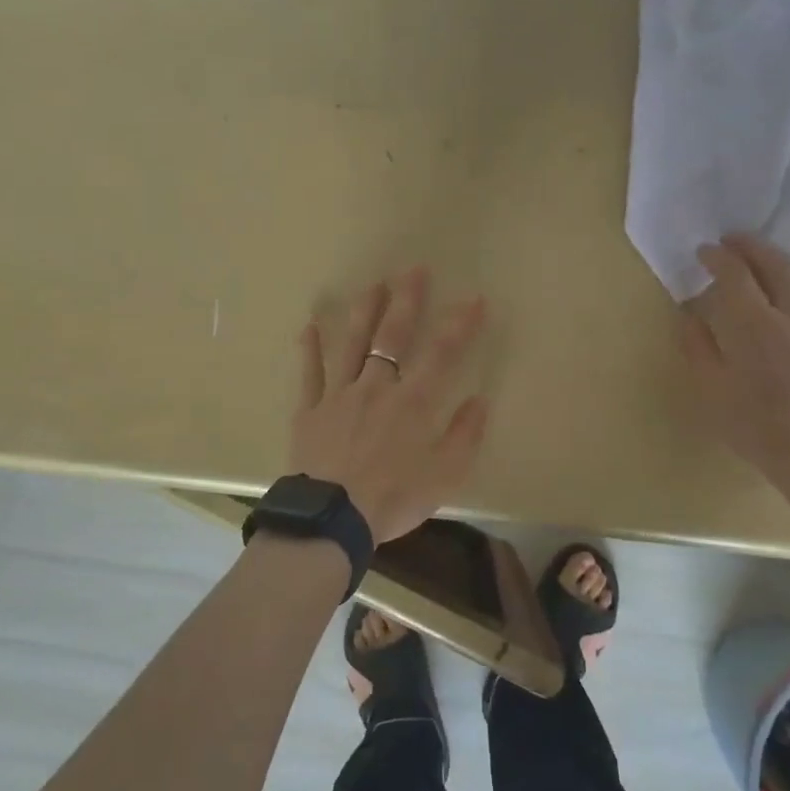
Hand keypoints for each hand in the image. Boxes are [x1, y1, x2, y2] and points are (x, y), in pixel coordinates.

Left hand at [290, 267, 489, 543]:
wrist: (331, 520)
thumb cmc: (393, 499)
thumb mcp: (444, 476)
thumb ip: (464, 436)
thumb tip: (479, 401)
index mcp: (412, 402)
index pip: (442, 353)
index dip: (460, 325)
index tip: (473, 299)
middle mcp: (376, 387)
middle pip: (392, 336)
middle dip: (406, 301)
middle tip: (413, 270)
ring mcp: (339, 395)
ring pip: (351, 344)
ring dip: (364, 312)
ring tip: (373, 285)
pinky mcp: (310, 411)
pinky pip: (310, 374)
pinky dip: (310, 349)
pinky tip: (310, 326)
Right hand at [680, 236, 789, 493]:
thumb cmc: (758, 428)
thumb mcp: (711, 390)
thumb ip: (698, 345)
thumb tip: (690, 314)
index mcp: (753, 322)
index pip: (734, 271)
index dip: (717, 256)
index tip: (704, 251)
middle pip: (772, 261)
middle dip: (749, 246)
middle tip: (731, 242)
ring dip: (779, 261)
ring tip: (763, 266)